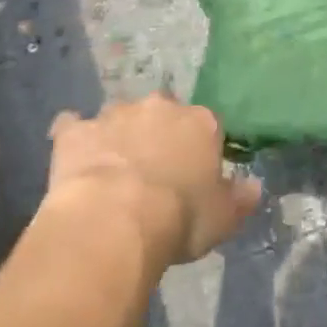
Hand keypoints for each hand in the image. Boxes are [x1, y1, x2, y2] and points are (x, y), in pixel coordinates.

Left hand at [45, 93, 261, 272]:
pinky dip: (74, 137)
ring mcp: (115, 115)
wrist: (115, 219)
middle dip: (158, 134)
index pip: (207, 126)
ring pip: (120, 117)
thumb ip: (240, 198)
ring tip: (112, 173)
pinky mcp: (77, 131)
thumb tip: (254, 186)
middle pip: (162, 114)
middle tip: (152, 171)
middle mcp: (160, 107)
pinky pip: (73, 126)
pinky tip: (72, 158)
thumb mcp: (222, 218)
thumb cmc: (179, 218)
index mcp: (201, 122)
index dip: (198, 151)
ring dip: (118, 136)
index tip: (192, 176)